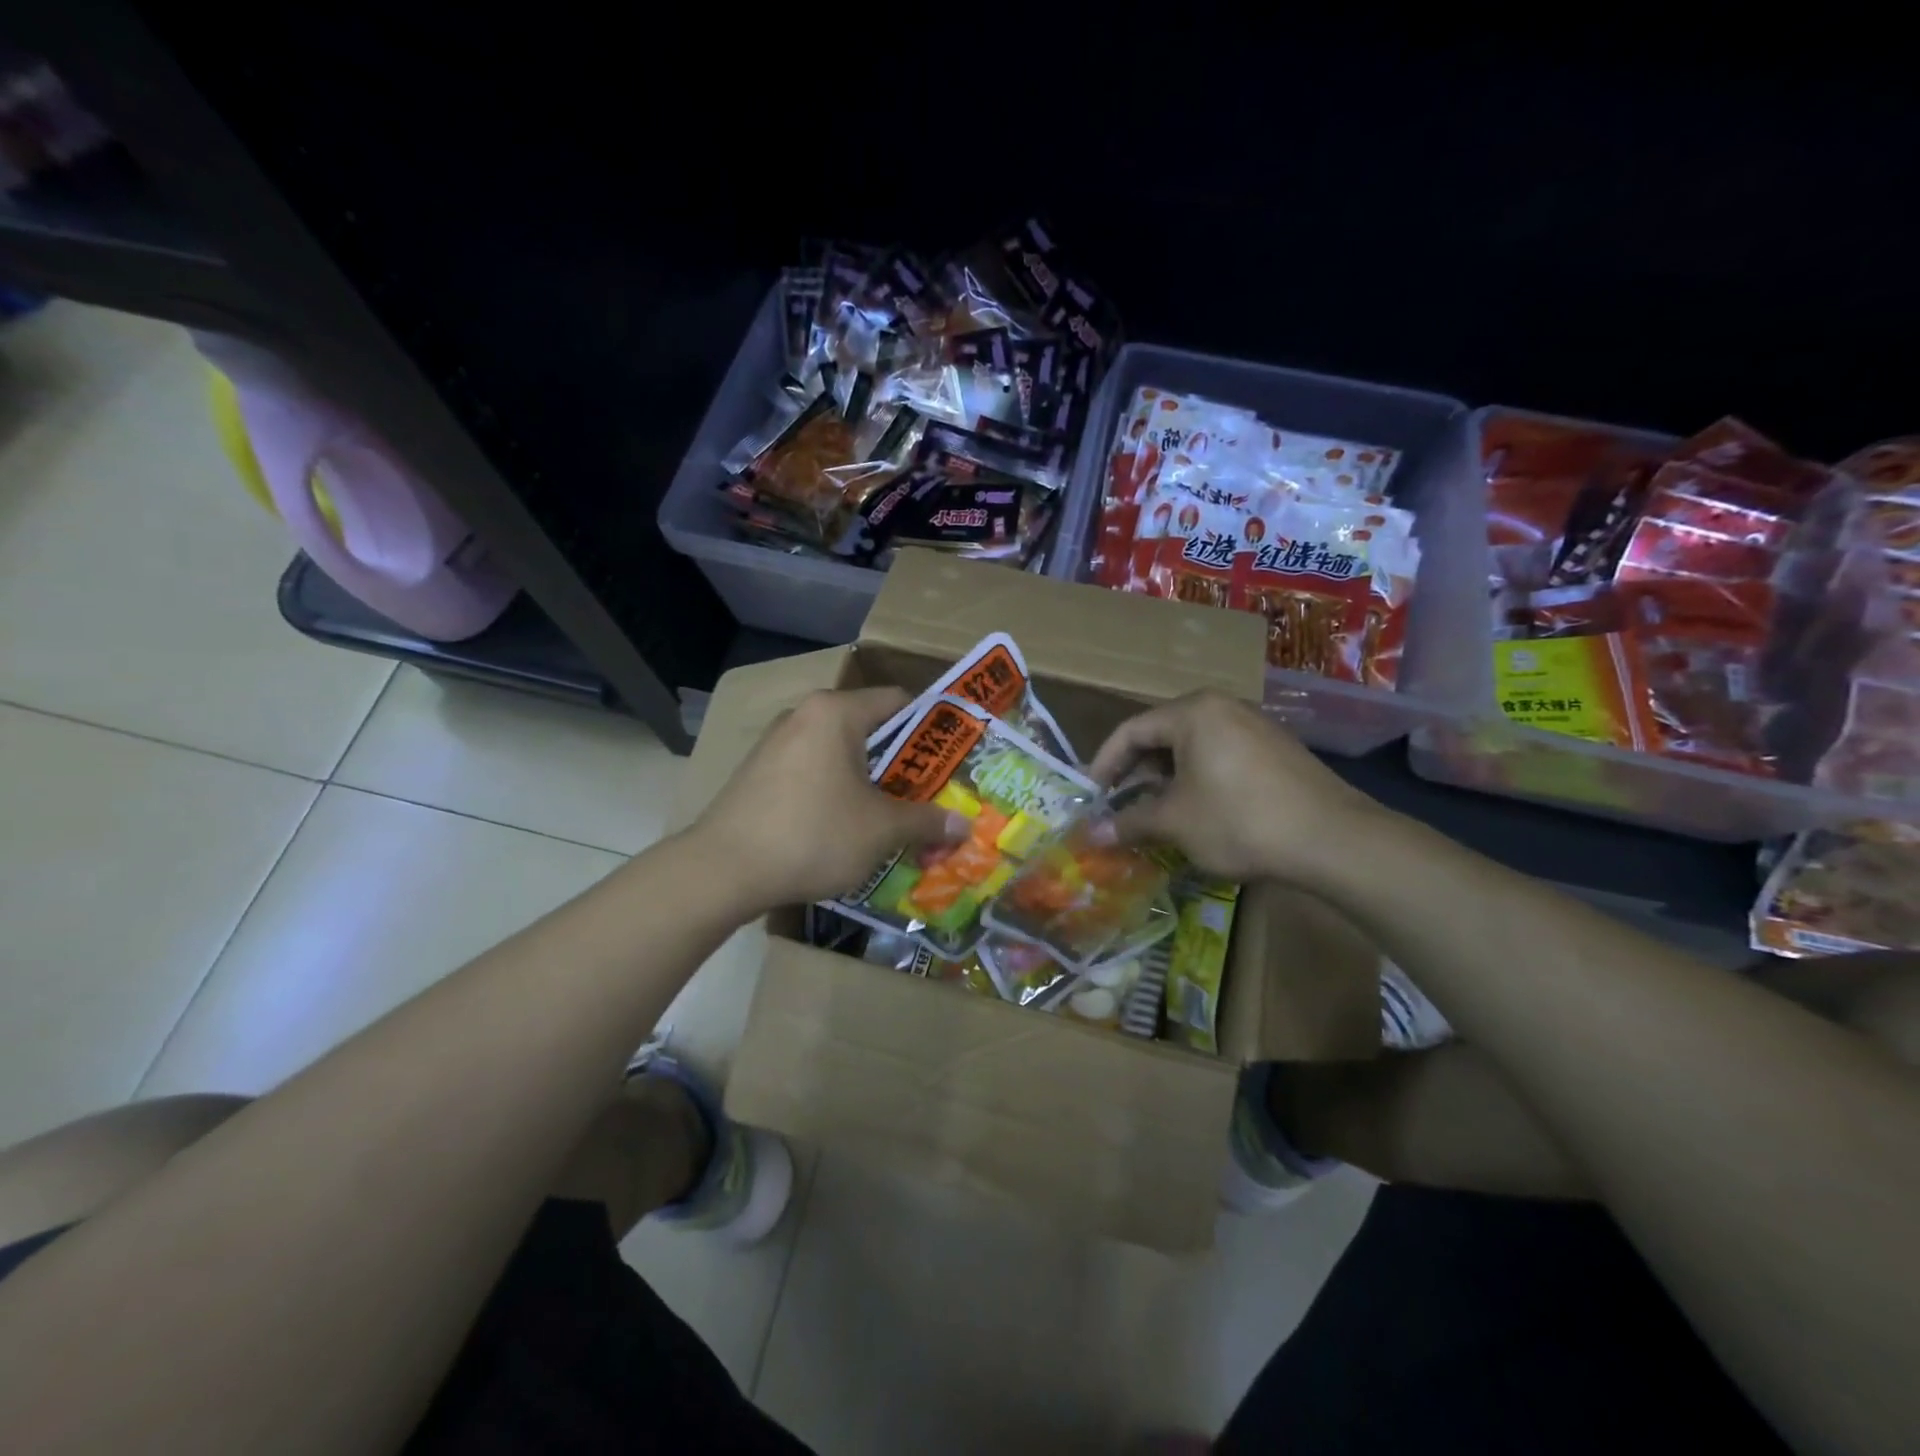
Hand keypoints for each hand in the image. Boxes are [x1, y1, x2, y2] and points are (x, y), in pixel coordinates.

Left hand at [690, 686, 968, 911]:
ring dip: (870, 781)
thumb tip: (964, 826)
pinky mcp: (759, 773)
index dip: (933, 726)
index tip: (955, 757)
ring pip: (840, 754)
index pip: (898, 701)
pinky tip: (847, 827)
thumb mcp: (881, 829)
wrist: (723, 870)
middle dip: (903, 763)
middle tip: (932, 793)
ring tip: (894, 815)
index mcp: (836, 712)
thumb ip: (926, 822)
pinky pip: (813, 771)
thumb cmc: (814, 834)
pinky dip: (837, 791)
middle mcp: (804, 716)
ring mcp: (776, 744)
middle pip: (869, 729)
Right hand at [1088, 691, 1389, 885]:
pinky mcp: (1275, 751)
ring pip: (1192, 749)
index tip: (1090, 796)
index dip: (1104, 765)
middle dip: (1135, 775)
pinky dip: (1197, 782)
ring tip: (1154, 816)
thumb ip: (1129, 822)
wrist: (1334, 840)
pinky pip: (1220, 758)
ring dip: (1165, 782)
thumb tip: (1090, 834)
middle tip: (1118, 808)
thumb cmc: (1239, 820)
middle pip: (1161, 736)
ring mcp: (1254, 727)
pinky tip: (1197, 815)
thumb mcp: (1175, 822)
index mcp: (1193, 712)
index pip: (1131, 730)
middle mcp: (1223, 707)